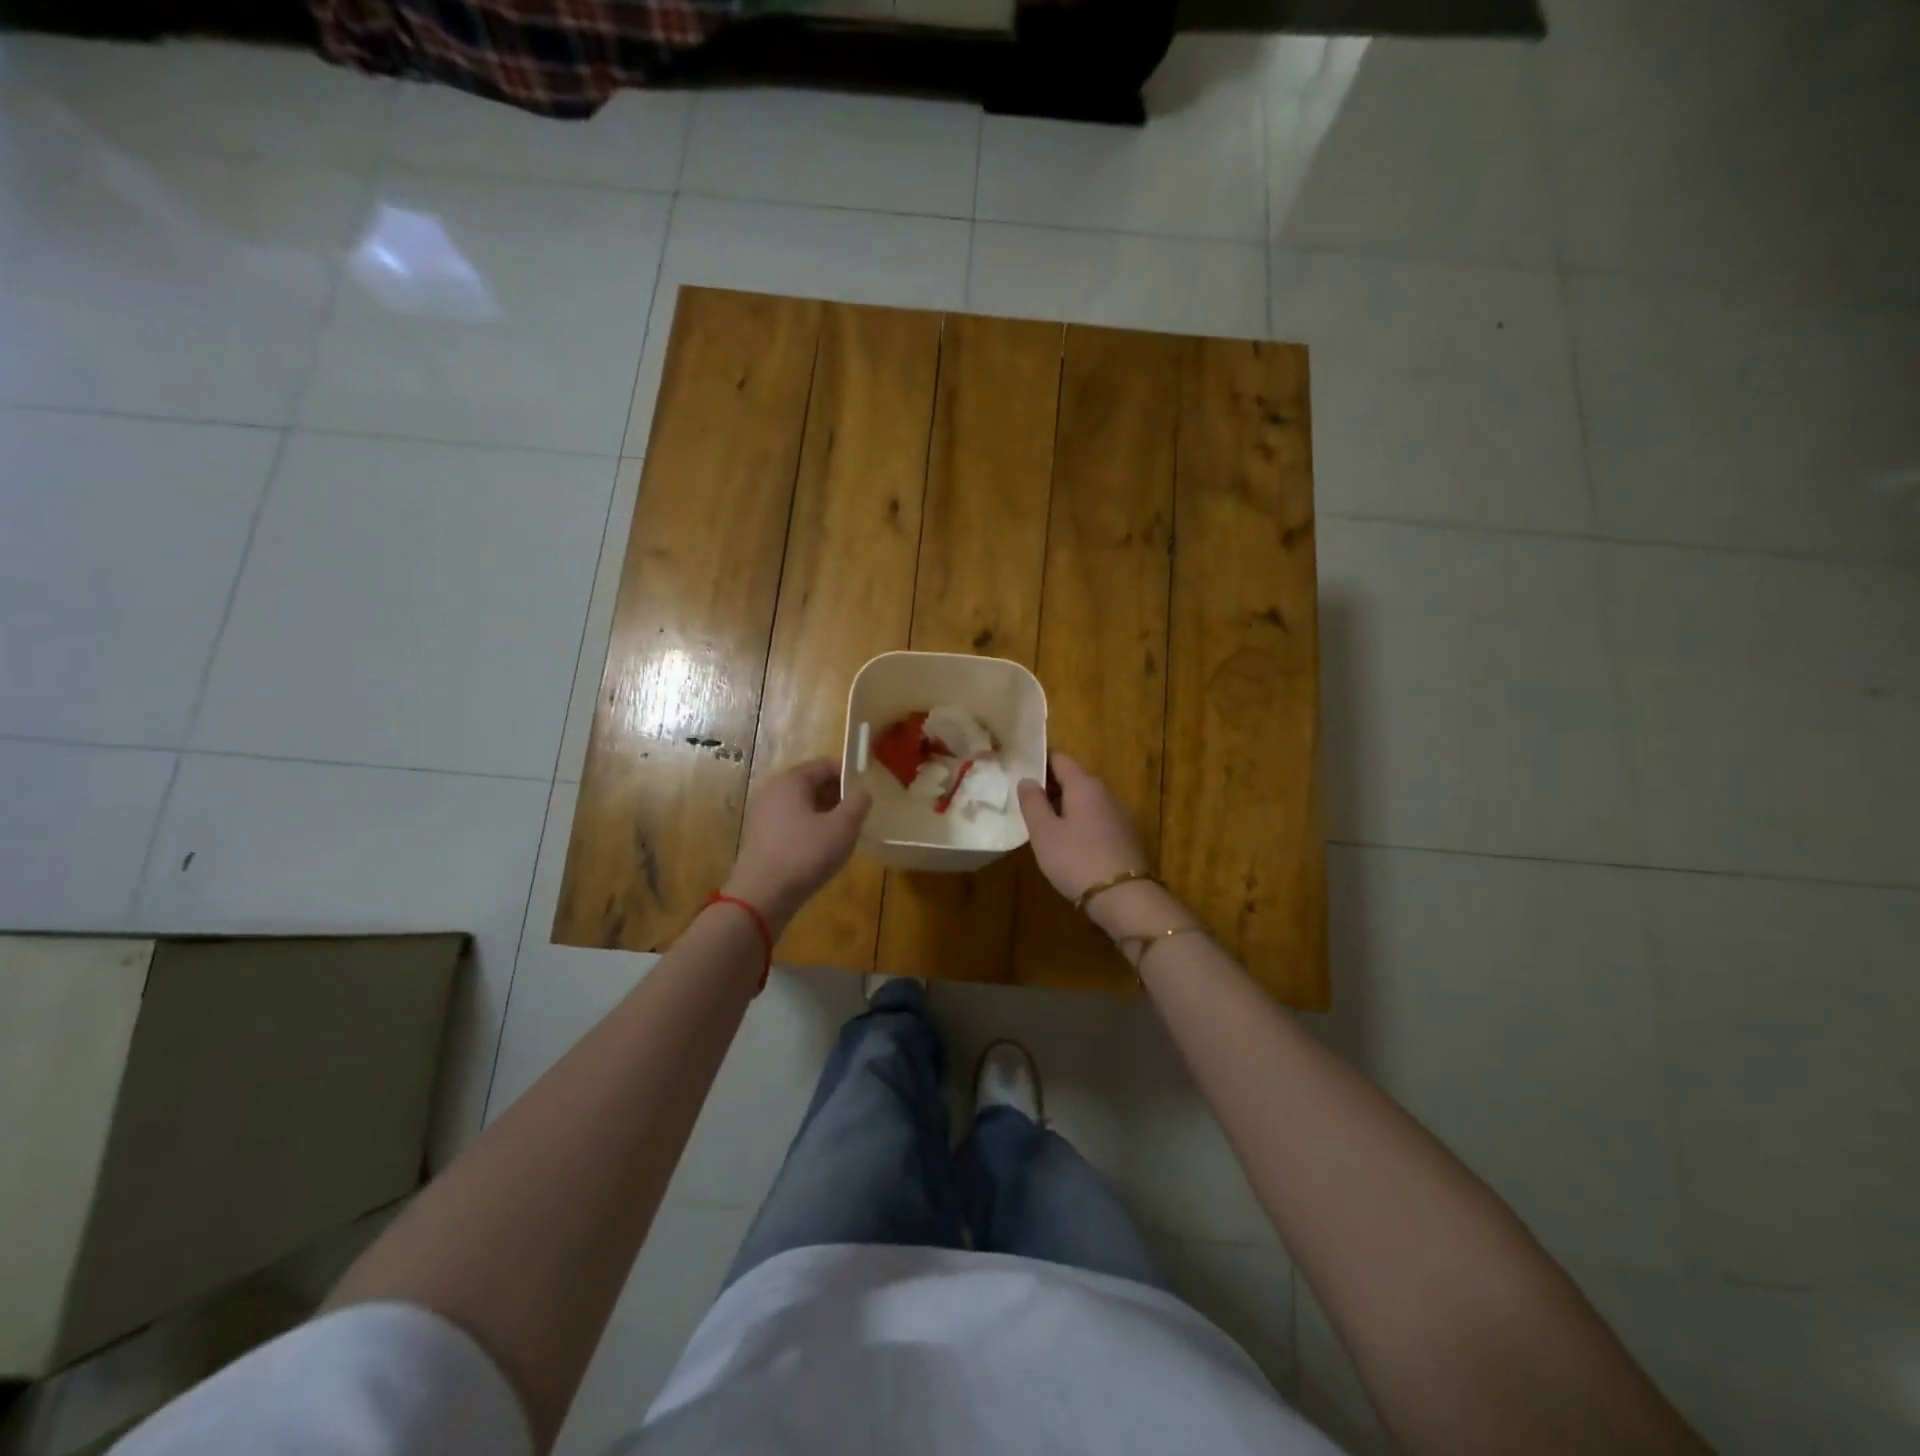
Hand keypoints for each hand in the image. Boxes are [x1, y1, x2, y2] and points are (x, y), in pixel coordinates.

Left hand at [723, 761, 870, 932]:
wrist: (762, 895)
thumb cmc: (805, 854)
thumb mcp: (843, 827)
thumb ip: (858, 803)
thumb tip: (862, 791)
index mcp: (791, 781)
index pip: (824, 766)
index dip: (848, 775)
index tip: (866, 791)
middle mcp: (773, 791)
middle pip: (811, 784)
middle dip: (836, 795)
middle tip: (858, 812)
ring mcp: (763, 815)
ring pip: (801, 805)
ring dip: (824, 813)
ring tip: (843, 831)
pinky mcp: (760, 837)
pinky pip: (790, 822)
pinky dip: (808, 827)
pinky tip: (821, 847)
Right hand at [1017, 752, 1150, 905]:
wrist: (1124, 897)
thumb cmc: (1076, 859)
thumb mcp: (1044, 832)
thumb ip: (1033, 802)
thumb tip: (1027, 780)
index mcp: (1084, 785)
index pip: (1060, 759)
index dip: (1040, 762)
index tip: (1021, 773)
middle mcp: (1105, 793)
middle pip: (1075, 779)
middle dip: (1051, 788)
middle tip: (1028, 805)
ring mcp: (1120, 815)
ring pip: (1086, 801)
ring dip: (1066, 808)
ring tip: (1045, 827)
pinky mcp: (1126, 836)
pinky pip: (1097, 820)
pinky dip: (1081, 824)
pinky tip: (1070, 845)